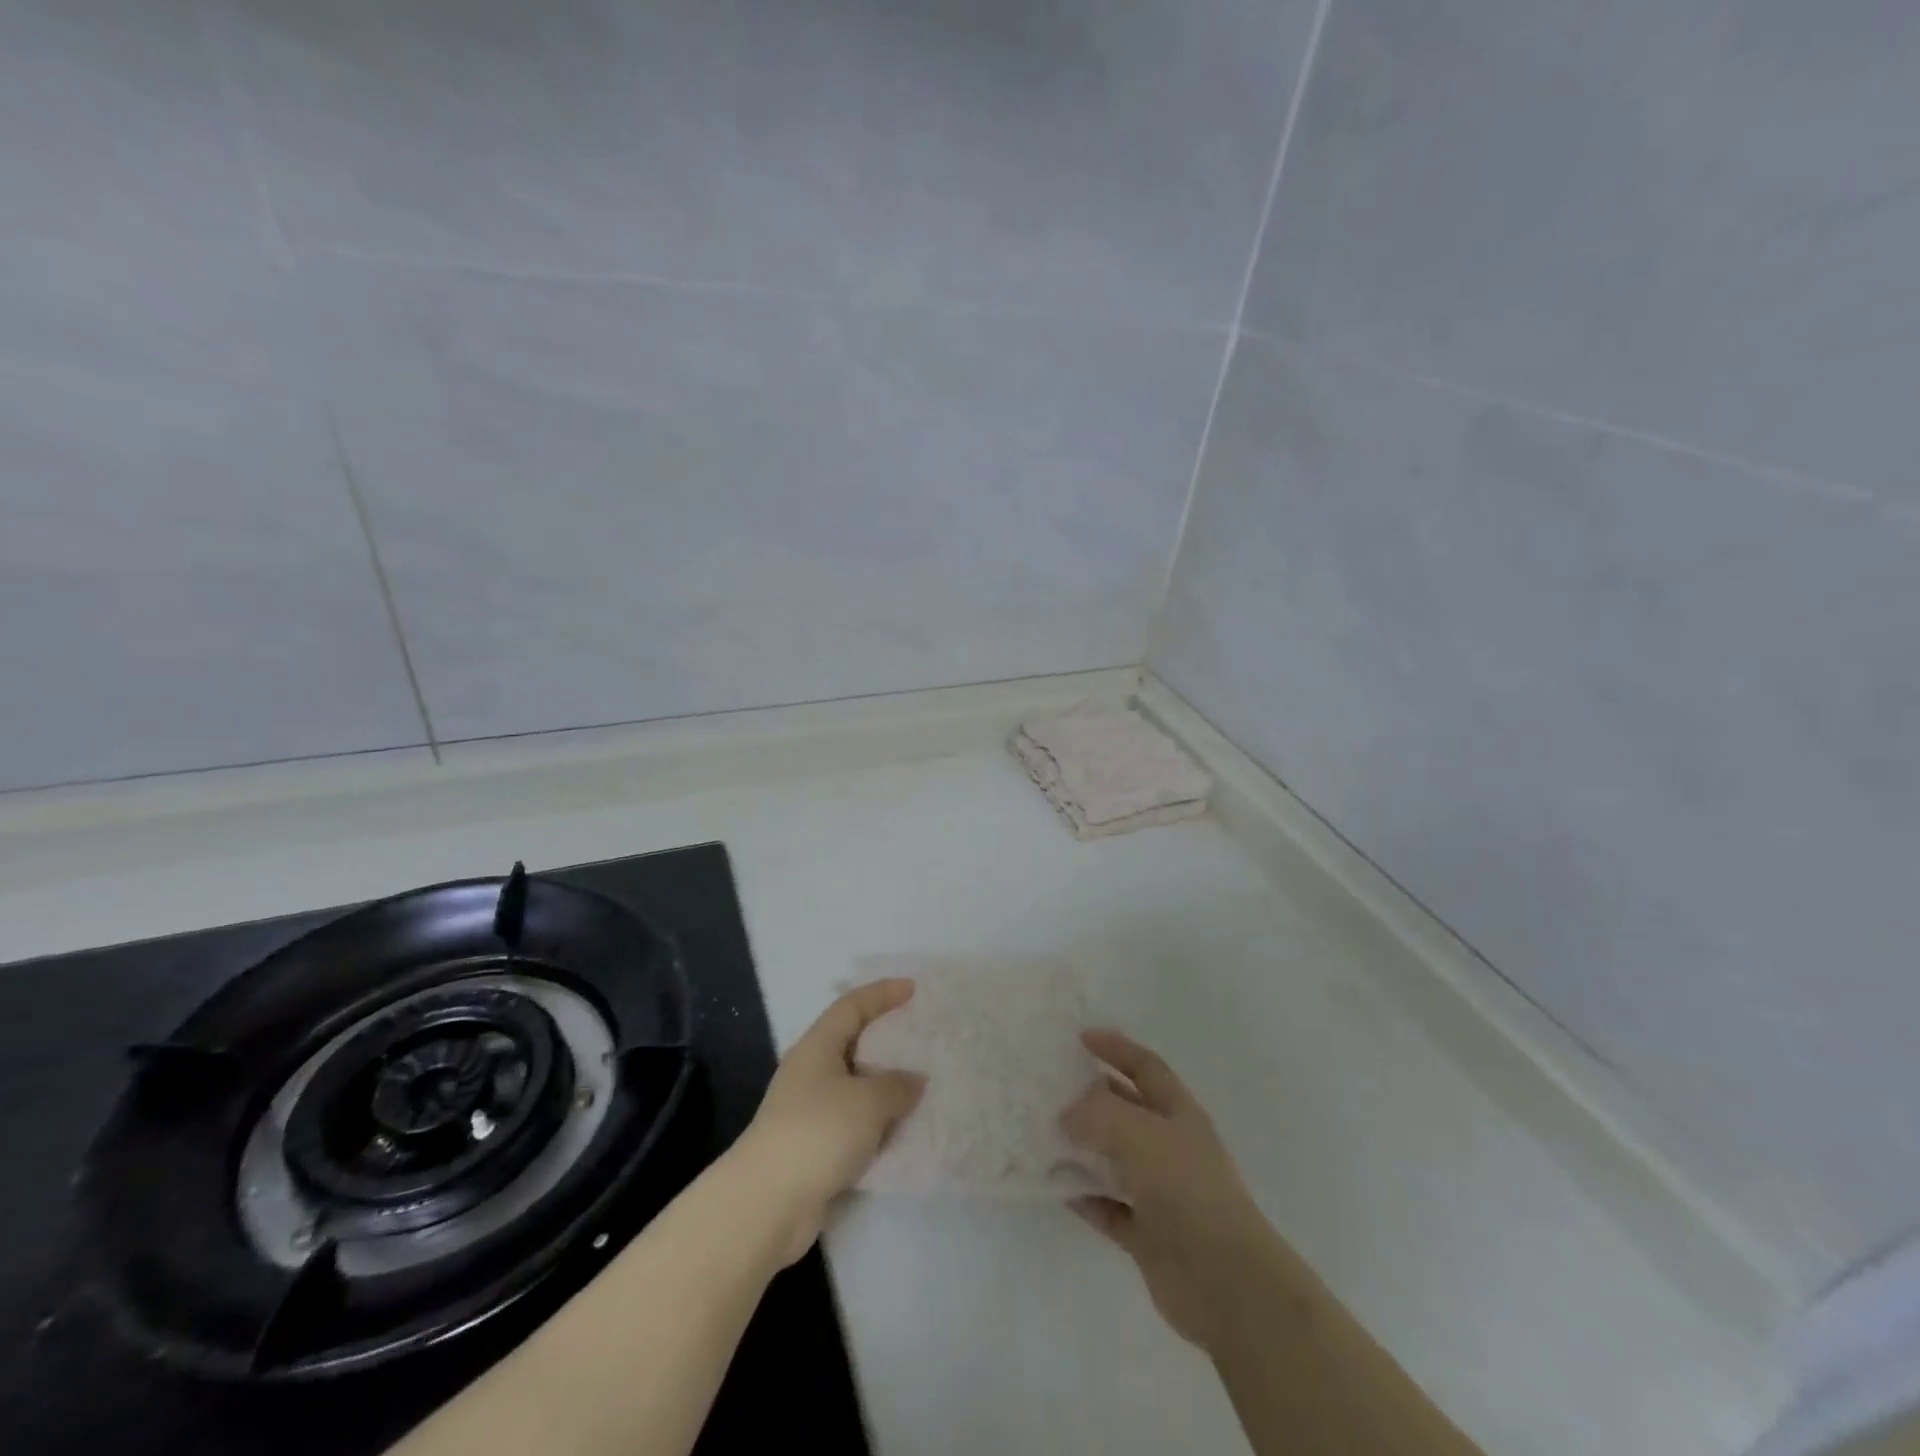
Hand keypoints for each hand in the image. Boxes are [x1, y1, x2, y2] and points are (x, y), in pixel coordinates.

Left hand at [732, 979, 925, 1266]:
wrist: (767, 1204)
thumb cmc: (818, 1132)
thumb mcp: (868, 1101)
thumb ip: (897, 1085)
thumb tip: (914, 1080)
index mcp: (817, 1046)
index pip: (851, 1006)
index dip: (882, 994)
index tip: (912, 989)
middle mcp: (809, 1072)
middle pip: (852, 1044)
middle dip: (885, 1041)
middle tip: (919, 1039)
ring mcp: (808, 1111)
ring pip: (854, 1087)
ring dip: (884, 1088)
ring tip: (920, 1088)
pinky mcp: (812, 1148)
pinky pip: (853, 1123)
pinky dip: (876, 1124)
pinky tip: (901, 1133)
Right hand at [1061, 1029, 1278, 1354]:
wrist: (1228, 1284)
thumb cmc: (1189, 1191)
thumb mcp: (1142, 1135)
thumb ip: (1099, 1115)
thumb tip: (1066, 1114)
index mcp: (1179, 1114)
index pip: (1145, 1067)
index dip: (1116, 1048)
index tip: (1081, 1038)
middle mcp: (1170, 1147)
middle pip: (1125, 1111)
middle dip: (1090, 1098)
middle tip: (1048, 1088)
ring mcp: (1159, 1192)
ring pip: (1112, 1159)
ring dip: (1080, 1148)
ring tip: (1040, 1134)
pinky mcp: (1147, 1234)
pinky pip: (1107, 1206)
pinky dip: (1083, 1196)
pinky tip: (1053, 1186)